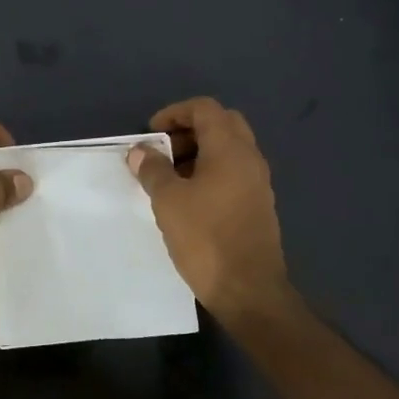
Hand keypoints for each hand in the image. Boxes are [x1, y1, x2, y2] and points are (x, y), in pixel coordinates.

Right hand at [127, 97, 290, 318]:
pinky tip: (188, 198)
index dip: (174, 113)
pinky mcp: (258, 204)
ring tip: (169, 176)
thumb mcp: (168, 200)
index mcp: (230, 149)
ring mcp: (258, 182)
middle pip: (221, 124)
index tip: (150, 134)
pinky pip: (233, 172)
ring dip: (199, 152)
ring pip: (228, 149)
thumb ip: (153, 169)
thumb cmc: (205, 238)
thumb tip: (140, 150)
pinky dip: (210, 171)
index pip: (204, 108)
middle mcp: (249, 158)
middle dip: (188, 130)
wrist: (248, 290)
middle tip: (163, 151)